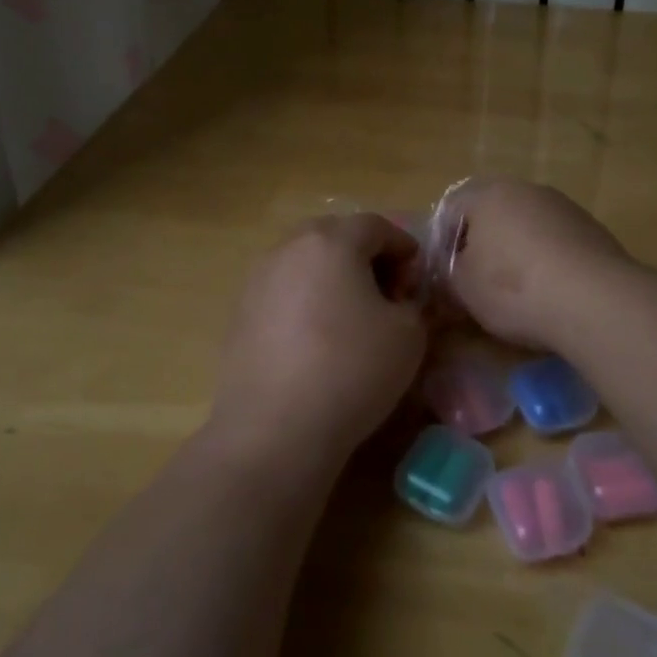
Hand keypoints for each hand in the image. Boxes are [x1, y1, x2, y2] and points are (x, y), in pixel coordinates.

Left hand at [209, 214, 427, 468]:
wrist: (274, 430)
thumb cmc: (351, 370)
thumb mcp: (409, 335)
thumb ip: (414, 304)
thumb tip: (401, 300)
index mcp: (332, 241)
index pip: (376, 226)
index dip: (404, 248)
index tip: (416, 282)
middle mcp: (290, 248)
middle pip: (336, 236)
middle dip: (366, 258)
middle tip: (386, 295)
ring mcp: (258, 280)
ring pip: (306, 263)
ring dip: (333, 279)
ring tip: (351, 318)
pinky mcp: (240, 314)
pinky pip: (284, 292)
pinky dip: (306, 302)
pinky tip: (318, 341)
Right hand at [443, 179, 629, 348]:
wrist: (595, 300)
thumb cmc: (514, 288)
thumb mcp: (463, 288)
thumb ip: (448, 273)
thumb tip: (450, 271)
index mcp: (488, 194)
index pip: (452, 208)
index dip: (443, 243)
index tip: (446, 276)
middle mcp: (526, 189)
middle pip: (492, 213)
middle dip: (482, 244)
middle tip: (478, 282)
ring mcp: (563, 206)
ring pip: (527, 225)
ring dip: (517, 251)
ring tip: (517, 291)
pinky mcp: (591, 229)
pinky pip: (556, 241)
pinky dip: (547, 260)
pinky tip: (550, 291)